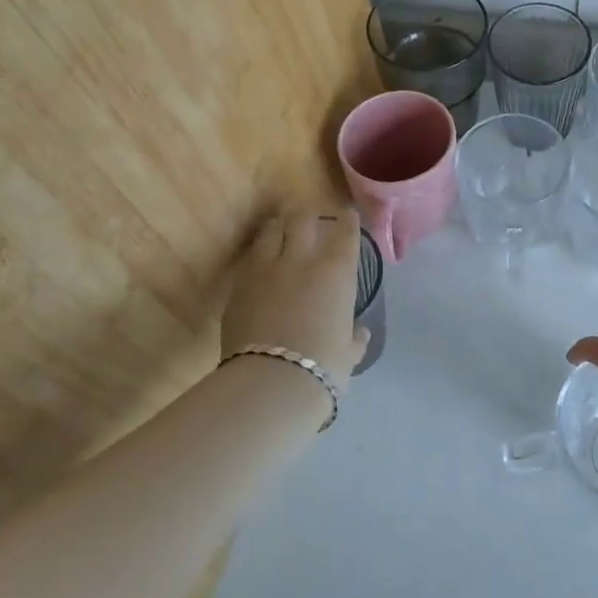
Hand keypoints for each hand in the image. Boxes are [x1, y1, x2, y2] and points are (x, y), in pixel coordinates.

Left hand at [222, 211, 366, 383]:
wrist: (270, 382)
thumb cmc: (322, 367)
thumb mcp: (348, 354)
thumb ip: (354, 338)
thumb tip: (359, 333)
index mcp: (336, 271)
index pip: (344, 232)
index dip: (347, 220)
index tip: (347, 214)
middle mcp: (301, 259)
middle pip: (303, 218)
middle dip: (309, 214)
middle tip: (311, 218)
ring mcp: (265, 269)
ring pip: (271, 230)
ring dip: (279, 226)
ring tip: (281, 230)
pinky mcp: (238, 285)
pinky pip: (250, 258)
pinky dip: (259, 255)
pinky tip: (260, 263)